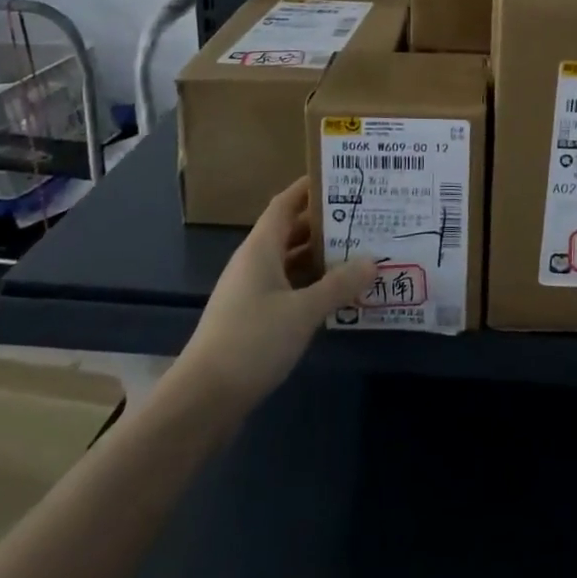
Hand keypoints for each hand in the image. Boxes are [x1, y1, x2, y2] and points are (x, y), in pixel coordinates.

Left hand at [169, 178, 375, 411]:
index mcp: (260, 248)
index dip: (310, 187)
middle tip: (364, 216)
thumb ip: (339, 284)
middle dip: (325, 223)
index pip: (286, 203)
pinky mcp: (252, 320)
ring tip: (359, 252)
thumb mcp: (303, 311)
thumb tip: (373, 260)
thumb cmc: (252, 341)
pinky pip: (287, 289)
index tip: (342, 176)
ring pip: (290, 262)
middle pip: (291, 231)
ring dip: (319, 257)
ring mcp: (250, 292)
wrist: (202, 401)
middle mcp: (253, 263)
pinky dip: (310, 285)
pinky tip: (336, 295)